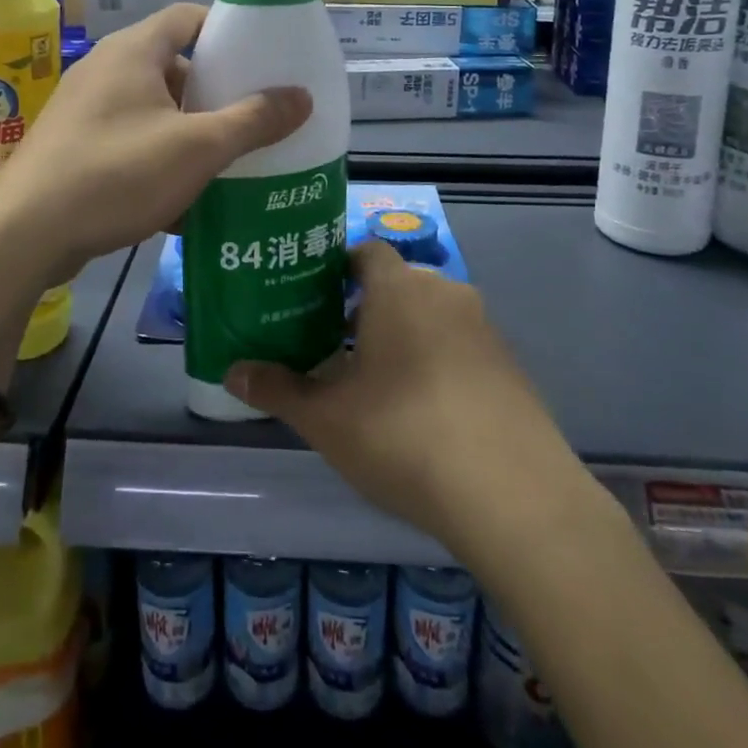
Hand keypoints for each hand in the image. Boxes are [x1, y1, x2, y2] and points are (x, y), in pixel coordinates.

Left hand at [0, 3, 311, 273]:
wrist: (24, 235)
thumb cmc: (117, 173)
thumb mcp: (198, 147)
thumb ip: (253, 120)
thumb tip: (302, 97)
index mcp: (134, 51)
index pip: (188, 17)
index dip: (227, 31)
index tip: (262, 59)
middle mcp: (105, 69)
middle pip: (173, 66)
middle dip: (214, 93)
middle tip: (252, 118)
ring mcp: (84, 109)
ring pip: (152, 110)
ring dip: (188, 133)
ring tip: (226, 163)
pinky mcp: (72, 146)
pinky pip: (128, 142)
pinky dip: (157, 160)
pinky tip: (181, 202)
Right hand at [225, 240, 586, 554]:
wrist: (515, 495)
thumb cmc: (404, 436)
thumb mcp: (327, 418)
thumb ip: (278, 389)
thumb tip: (232, 372)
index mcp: (398, 288)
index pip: (366, 252)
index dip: (338, 269)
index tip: (313, 299)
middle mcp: (444, 292)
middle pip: (398, 284)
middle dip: (366, 308)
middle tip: (334, 344)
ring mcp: (484, 329)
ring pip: (431, 316)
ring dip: (404, 336)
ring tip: (375, 382)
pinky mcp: (512, 366)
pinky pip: (462, 346)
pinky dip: (438, 362)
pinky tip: (425, 412)